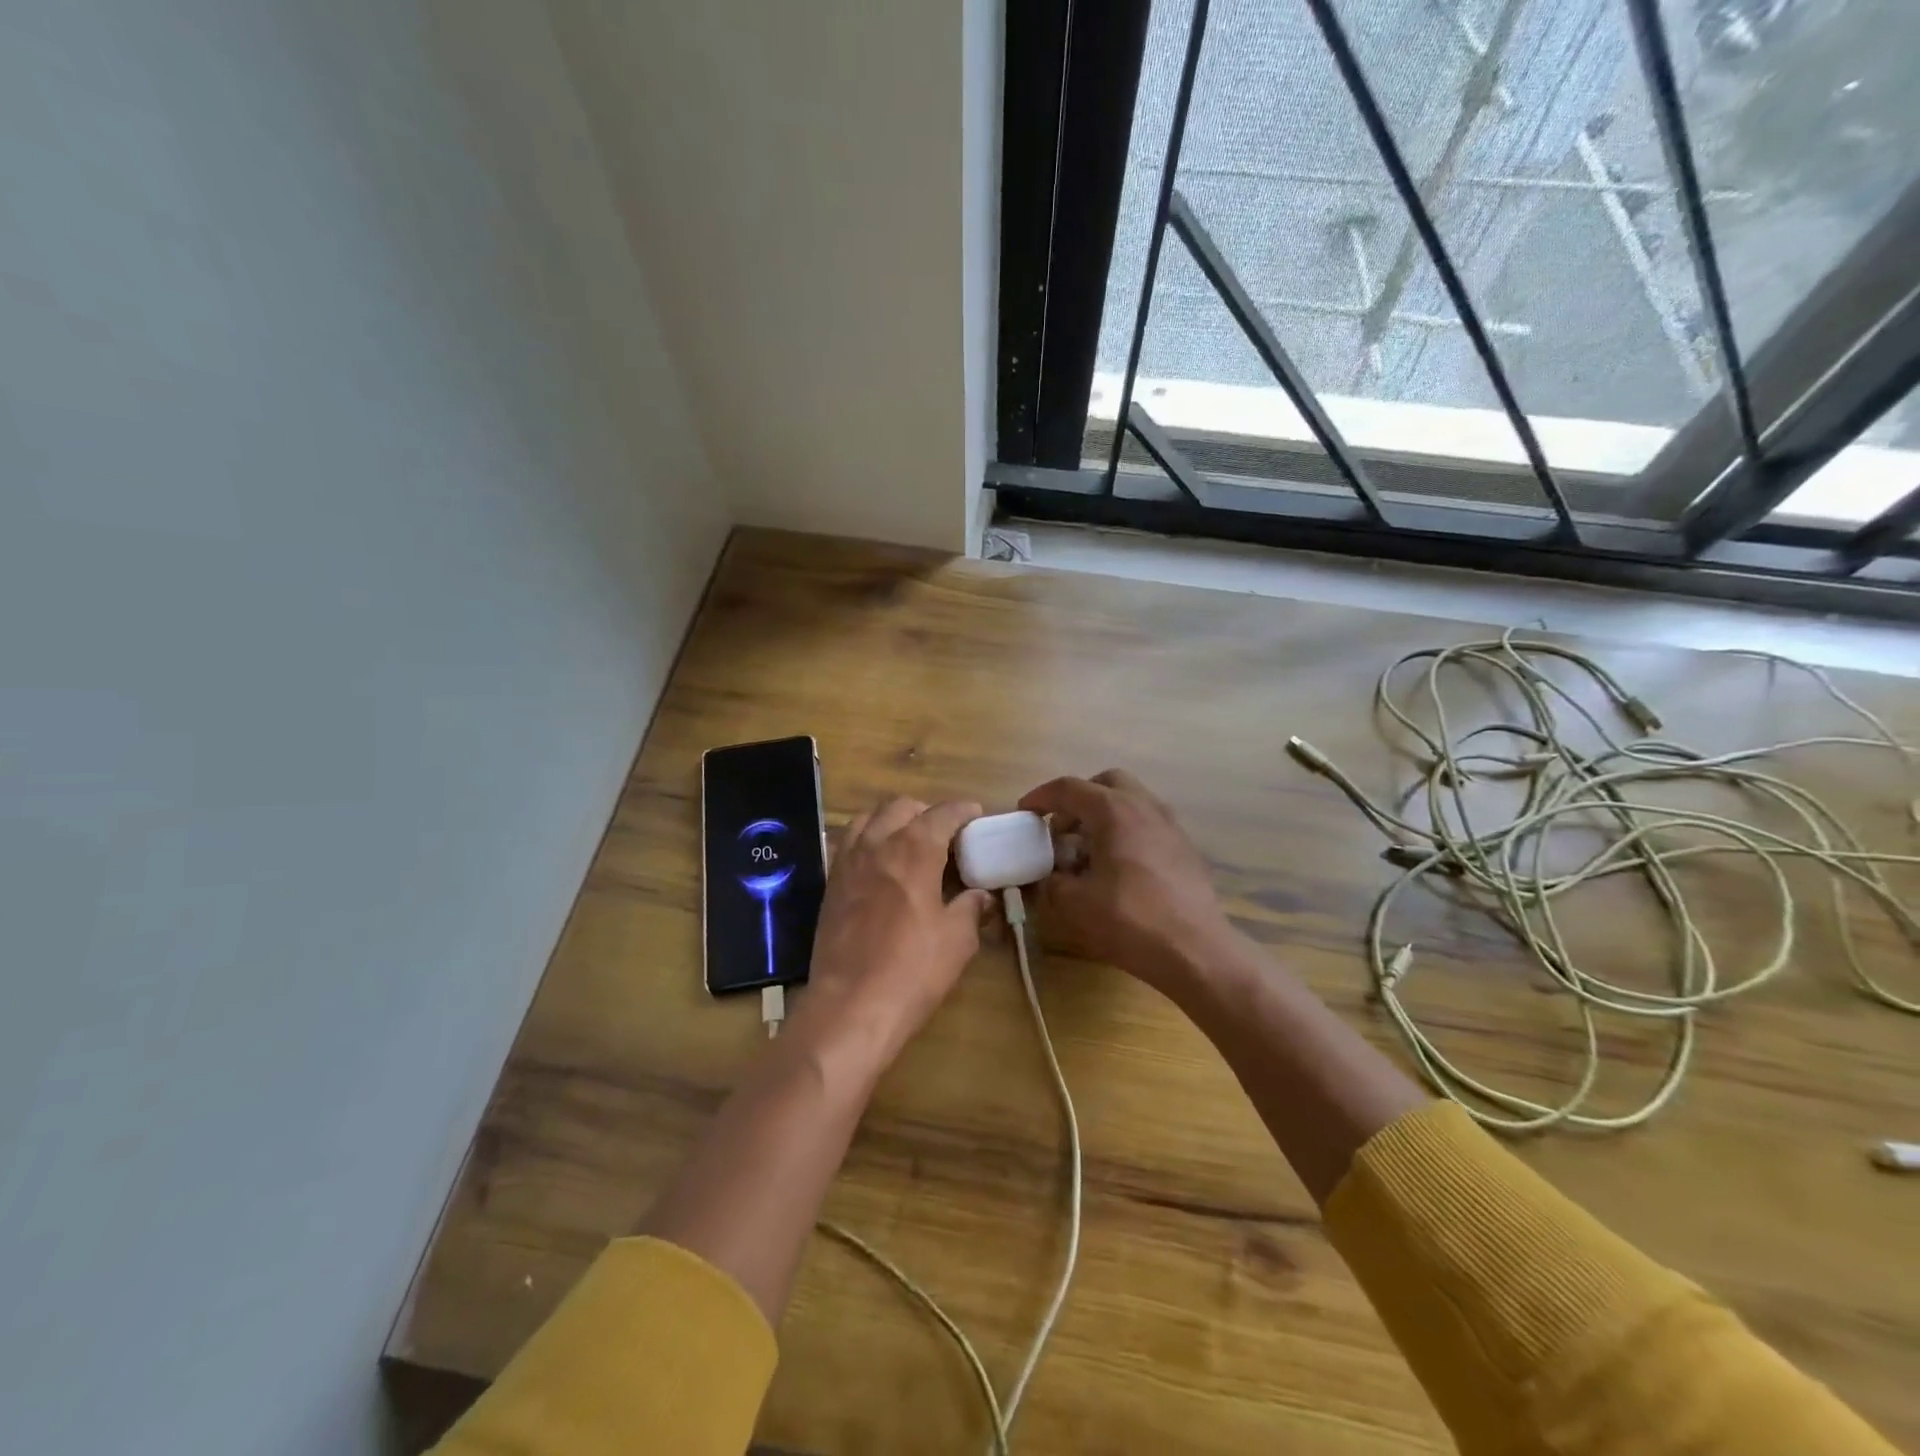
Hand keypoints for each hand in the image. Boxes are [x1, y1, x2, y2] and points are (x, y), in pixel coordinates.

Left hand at [797, 797, 992, 1073]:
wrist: (850, 1006)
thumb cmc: (912, 970)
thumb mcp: (957, 940)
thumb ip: (971, 908)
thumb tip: (982, 896)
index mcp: (914, 849)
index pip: (942, 813)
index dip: (962, 811)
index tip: (976, 816)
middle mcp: (877, 844)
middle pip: (901, 807)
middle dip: (925, 811)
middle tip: (944, 834)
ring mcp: (847, 862)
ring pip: (868, 818)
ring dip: (891, 821)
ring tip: (908, 842)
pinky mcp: (830, 884)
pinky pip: (847, 844)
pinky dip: (866, 841)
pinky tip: (878, 864)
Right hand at [1019, 769, 1237, 994]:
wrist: (1196, 949)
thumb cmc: (1130, 920)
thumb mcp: (1075, 903)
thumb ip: (1052, 881)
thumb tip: (1049, 875)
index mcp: (1113, 810)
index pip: (1068, 788)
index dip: (1041, 797)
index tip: (1024, 812)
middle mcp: (1144, 806)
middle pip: (1106, 783)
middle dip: (1079, 798)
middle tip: (1061, 828)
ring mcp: (1170, 824)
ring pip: (1131, 800)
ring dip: (1105, 814)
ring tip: (1089, 849)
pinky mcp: (1185, 847)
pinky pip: (1148, 823)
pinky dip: (1127, 830)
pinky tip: (1119, 866)